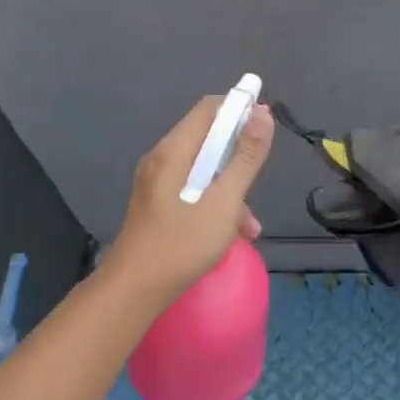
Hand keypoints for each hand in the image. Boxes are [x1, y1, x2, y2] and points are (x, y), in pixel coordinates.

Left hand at [99, 96, 274, 309]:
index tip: (266, 130)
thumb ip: (246, 157)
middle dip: (238, 157)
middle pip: (208, 139)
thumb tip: (262, 113)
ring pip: (203, 170)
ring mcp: (156, 183)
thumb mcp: (224, 201)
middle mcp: (162, 159)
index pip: (210, 108)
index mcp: (174, 151)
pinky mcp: (157, 204)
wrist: (134, 291)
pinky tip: (232, 234)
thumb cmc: (181, 244)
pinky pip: (193, 190)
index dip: (240, 110)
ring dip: (231, 188)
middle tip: (257, 183)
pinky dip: (215, 203)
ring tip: (250, 224)